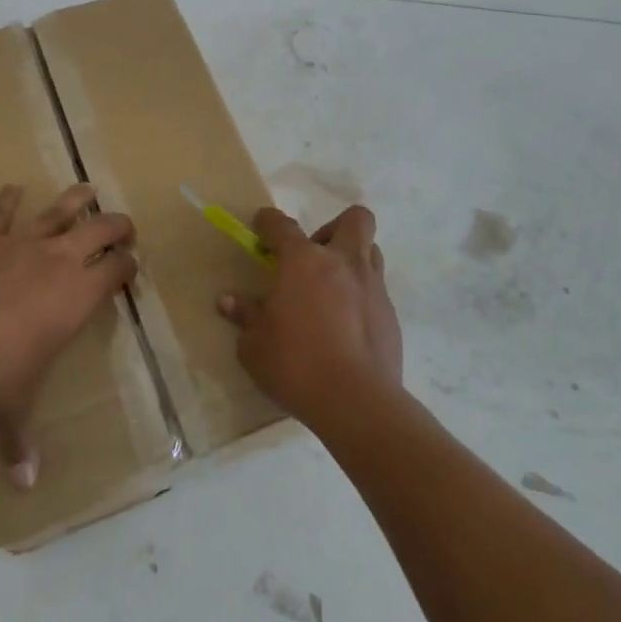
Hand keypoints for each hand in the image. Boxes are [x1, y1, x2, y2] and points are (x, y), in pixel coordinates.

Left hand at [0, 183, 135, 485]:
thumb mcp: (10, 412)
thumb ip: (20, 444)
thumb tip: (26, 487)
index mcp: (77, 297)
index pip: (116, 271)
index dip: (128, 265)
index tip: (133, 264)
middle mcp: (57, 261)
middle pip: (100, 230)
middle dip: (117, 225)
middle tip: (124, 226)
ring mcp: (20, 243)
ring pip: (58, 210)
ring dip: (76, 199)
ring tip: (88, 188)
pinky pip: (0, 212)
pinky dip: (7, 199)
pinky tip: (12, 187)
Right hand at [218, 204, 402, 423]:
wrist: (357, 402)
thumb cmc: (296, 364)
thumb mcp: (255, 345)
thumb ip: (245, 316)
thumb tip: (229, 301)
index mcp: (304, 261)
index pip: (282, 225)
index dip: (268, 222)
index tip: (261, 228)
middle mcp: (343, 263)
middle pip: (355, 219)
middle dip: (333, 227)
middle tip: (314, 255)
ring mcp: (372, 288)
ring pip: (371, 251)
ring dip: (351, 260)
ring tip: (331, 289)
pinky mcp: (390, 316)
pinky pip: (376, 291)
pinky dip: (361, 297)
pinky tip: (345, 326)